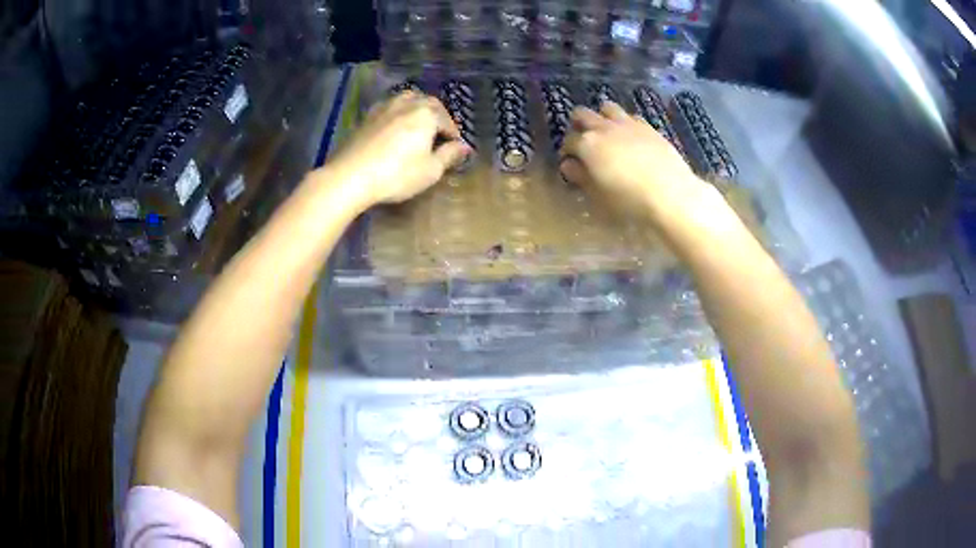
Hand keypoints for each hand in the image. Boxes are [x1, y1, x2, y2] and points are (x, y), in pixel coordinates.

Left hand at [327, 91, 470, 206]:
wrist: (350, 176)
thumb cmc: (397, 174)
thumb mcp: (430, 170)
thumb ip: (449, 155)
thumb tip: (464, 147)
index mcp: (427, 113)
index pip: (447, 120)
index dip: (453, 135)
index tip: (454, 148)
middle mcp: (407, 103)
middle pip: (427, 103)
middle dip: (437, 116)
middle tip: (438, 134)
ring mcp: (384, 107)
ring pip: (406, 100)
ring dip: (416, 109)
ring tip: (417, 126)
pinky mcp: (366, 117)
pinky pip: (389, 108)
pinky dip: (397, 114)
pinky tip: (394, 128)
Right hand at [560, 102, 715, 222]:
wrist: (671, 194)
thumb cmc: (629, 200)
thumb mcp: (598, 195)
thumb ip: (581, 177)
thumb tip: (568, 165)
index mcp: (588, 144)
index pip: (568, 141)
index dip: (566, 151)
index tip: (570, 162)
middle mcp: (604, 127)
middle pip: (582, 114)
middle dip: (578, 124)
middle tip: (582, 140)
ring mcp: (628, 124)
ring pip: (607, 107)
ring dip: (601, 116)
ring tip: (605, 132)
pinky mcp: (648, 127)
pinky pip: (631, 116)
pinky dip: (625, 122)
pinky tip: (630, 137)